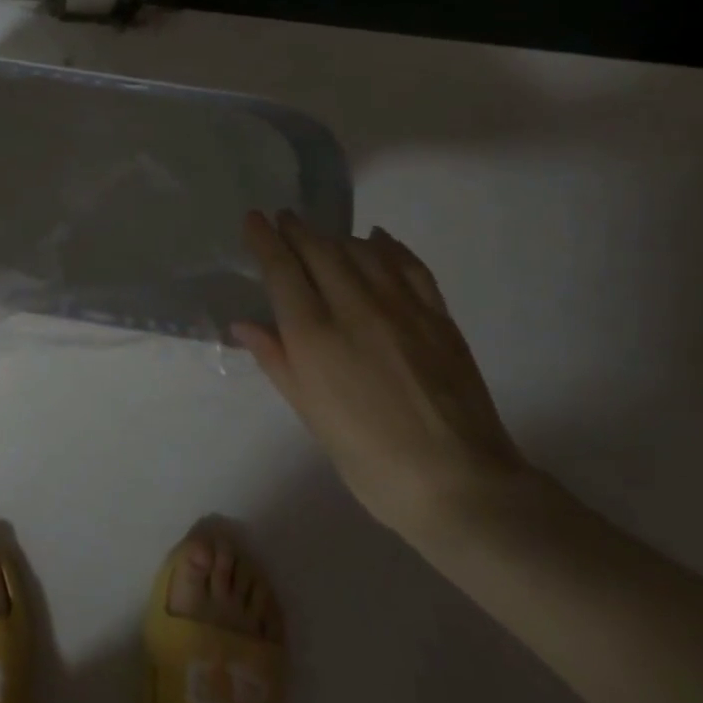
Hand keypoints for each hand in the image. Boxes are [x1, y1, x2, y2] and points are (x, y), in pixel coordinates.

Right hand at [235, 211, 528, 539]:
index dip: (265, 240)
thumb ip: (277, 360)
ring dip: (337, 237)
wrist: (458, 484)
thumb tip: (243, 324)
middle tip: (285, 218)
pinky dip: (388, 247)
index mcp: (314, 336)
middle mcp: (354, 310)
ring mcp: (401, 309)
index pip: (282, 270)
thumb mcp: (310, 413)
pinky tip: (378, 240)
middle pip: (320, 251)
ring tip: (324, 236)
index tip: (253, 218)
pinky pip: (409, 266)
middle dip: (298, 229)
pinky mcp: (438, 317)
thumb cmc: (368, 457)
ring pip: (362, 252)